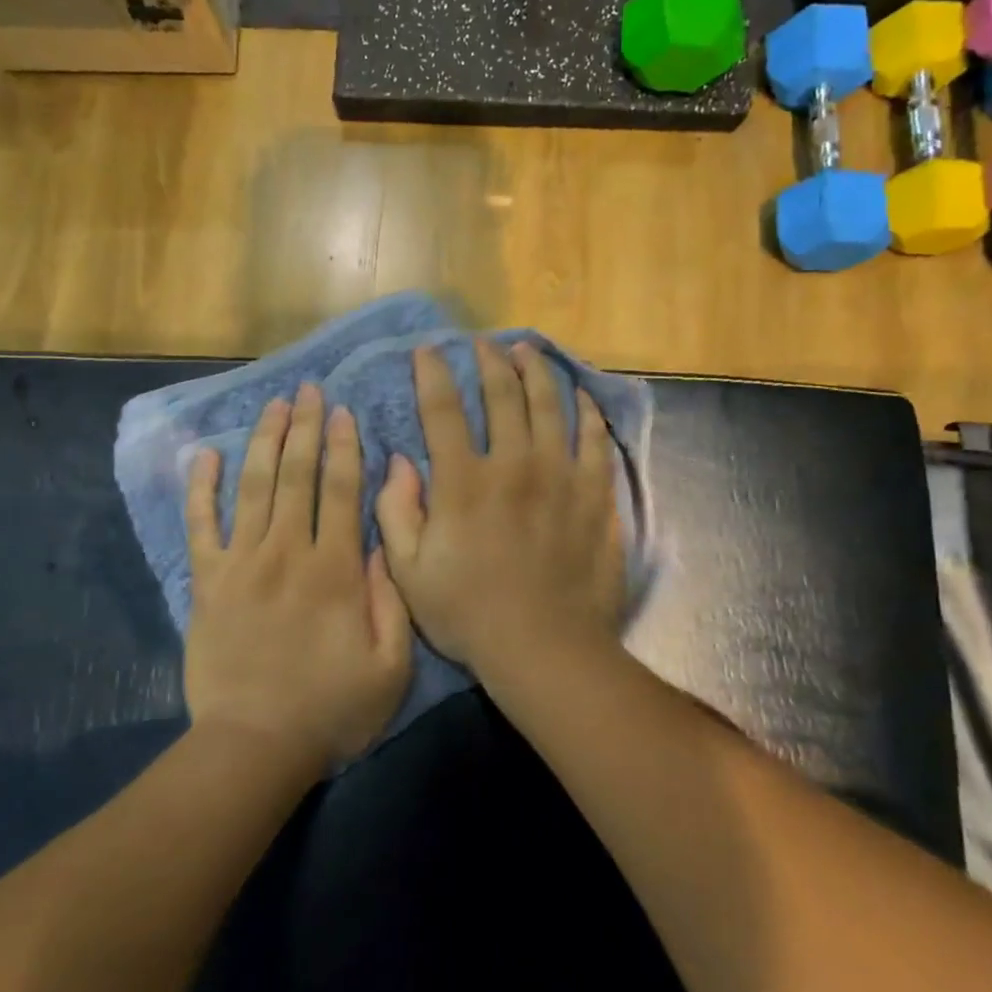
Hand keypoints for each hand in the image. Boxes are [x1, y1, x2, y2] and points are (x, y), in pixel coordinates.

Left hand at [184, 384, 413, 769]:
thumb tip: (382, 540)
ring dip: (263, 441)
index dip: (343, 447)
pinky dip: (200, 488)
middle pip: (296, 475)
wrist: (254, 746)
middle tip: (307, 389)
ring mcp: (242, 564)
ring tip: (272, 405)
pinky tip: (203, 454)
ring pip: (253, 487)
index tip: (342, 411)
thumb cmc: (331, 709)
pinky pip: (201, 525)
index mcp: (335, 569)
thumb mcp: (391, 665)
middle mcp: (288, 552)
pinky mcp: (207, 583)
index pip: (342, 491)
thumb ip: (391, 598)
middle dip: (304, 428)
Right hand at [375, 339, 625, 680]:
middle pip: (502, 394)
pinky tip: (580, 396)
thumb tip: (399, 461)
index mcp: (463, 481)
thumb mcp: (409, 572)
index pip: (443, 409)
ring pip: (549, 405)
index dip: (433, 374)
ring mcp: (559, 475)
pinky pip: (593, 439)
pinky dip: (585, 412)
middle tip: (484, 344)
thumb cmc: (469, 614)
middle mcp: (512, 464)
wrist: (544, 647)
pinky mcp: (594, 494)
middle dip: (490, 362)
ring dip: (537, 372)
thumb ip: (397, 511)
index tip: (428, 351)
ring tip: (528, 351)